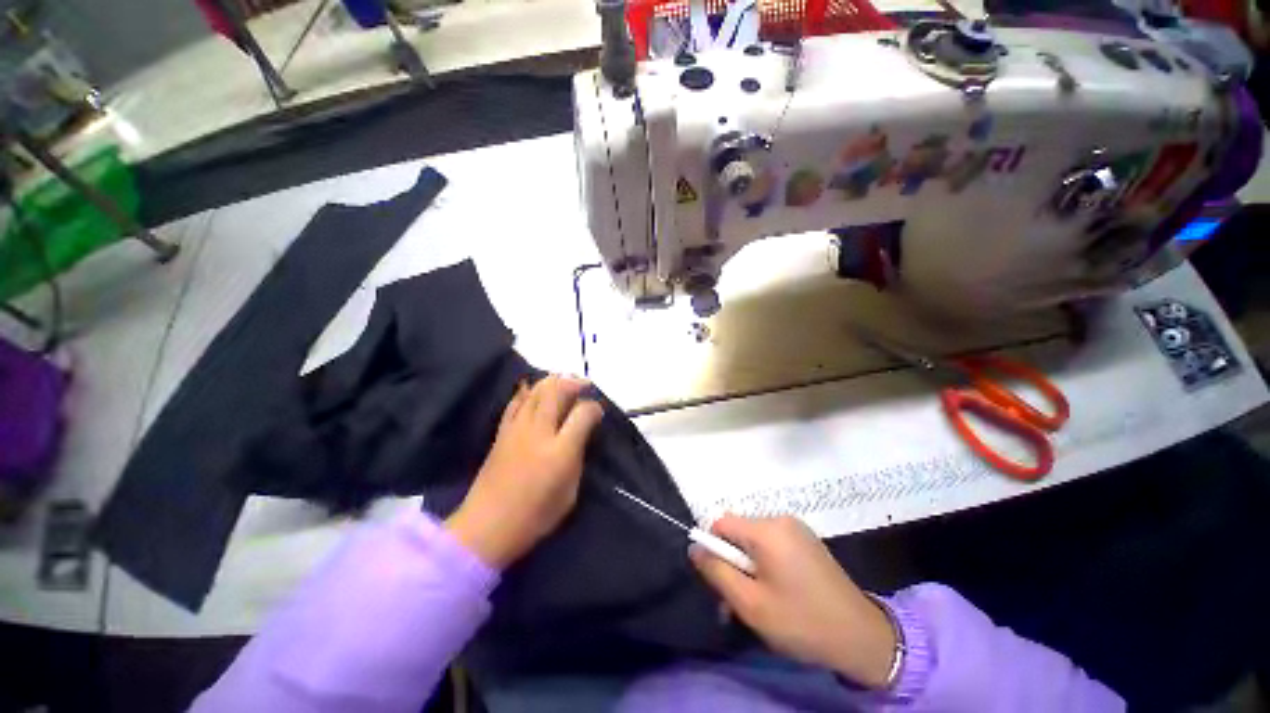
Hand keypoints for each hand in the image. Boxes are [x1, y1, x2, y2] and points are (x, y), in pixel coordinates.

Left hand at [446, 375, 603, 568]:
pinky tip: (535, 391)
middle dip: (574, 383)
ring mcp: (517, 429)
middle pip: (557, 391)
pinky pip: (516, 401)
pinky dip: (528, 391)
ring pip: (536, 390)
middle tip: (584, 385)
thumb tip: (583, 433)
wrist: (487, 527)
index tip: (598, 412)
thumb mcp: (570, 492)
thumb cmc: (535, 515)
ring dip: (553, 381)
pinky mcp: (502, 432)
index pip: (582, 413)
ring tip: (565, 382)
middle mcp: (539, 431)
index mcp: (560, 450)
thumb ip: (578, 457)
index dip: (594, 407)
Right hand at [690, 515, 897, 688]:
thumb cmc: (801, 622)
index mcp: (766, 530)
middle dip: (733, 563)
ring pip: (754, 540)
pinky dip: (766, 564)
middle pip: (738, 532)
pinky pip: (773, 544)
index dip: (714, 549)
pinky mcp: (807, 540)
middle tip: (739, 602)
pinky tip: (777, 592)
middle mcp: (780, 519)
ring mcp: (796, 528)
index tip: (722, 580)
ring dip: (749, 567)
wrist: (862, 637)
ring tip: (759, 602)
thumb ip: (717, 572)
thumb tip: (694, 547)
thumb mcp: (750, 604)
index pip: (721, 523)